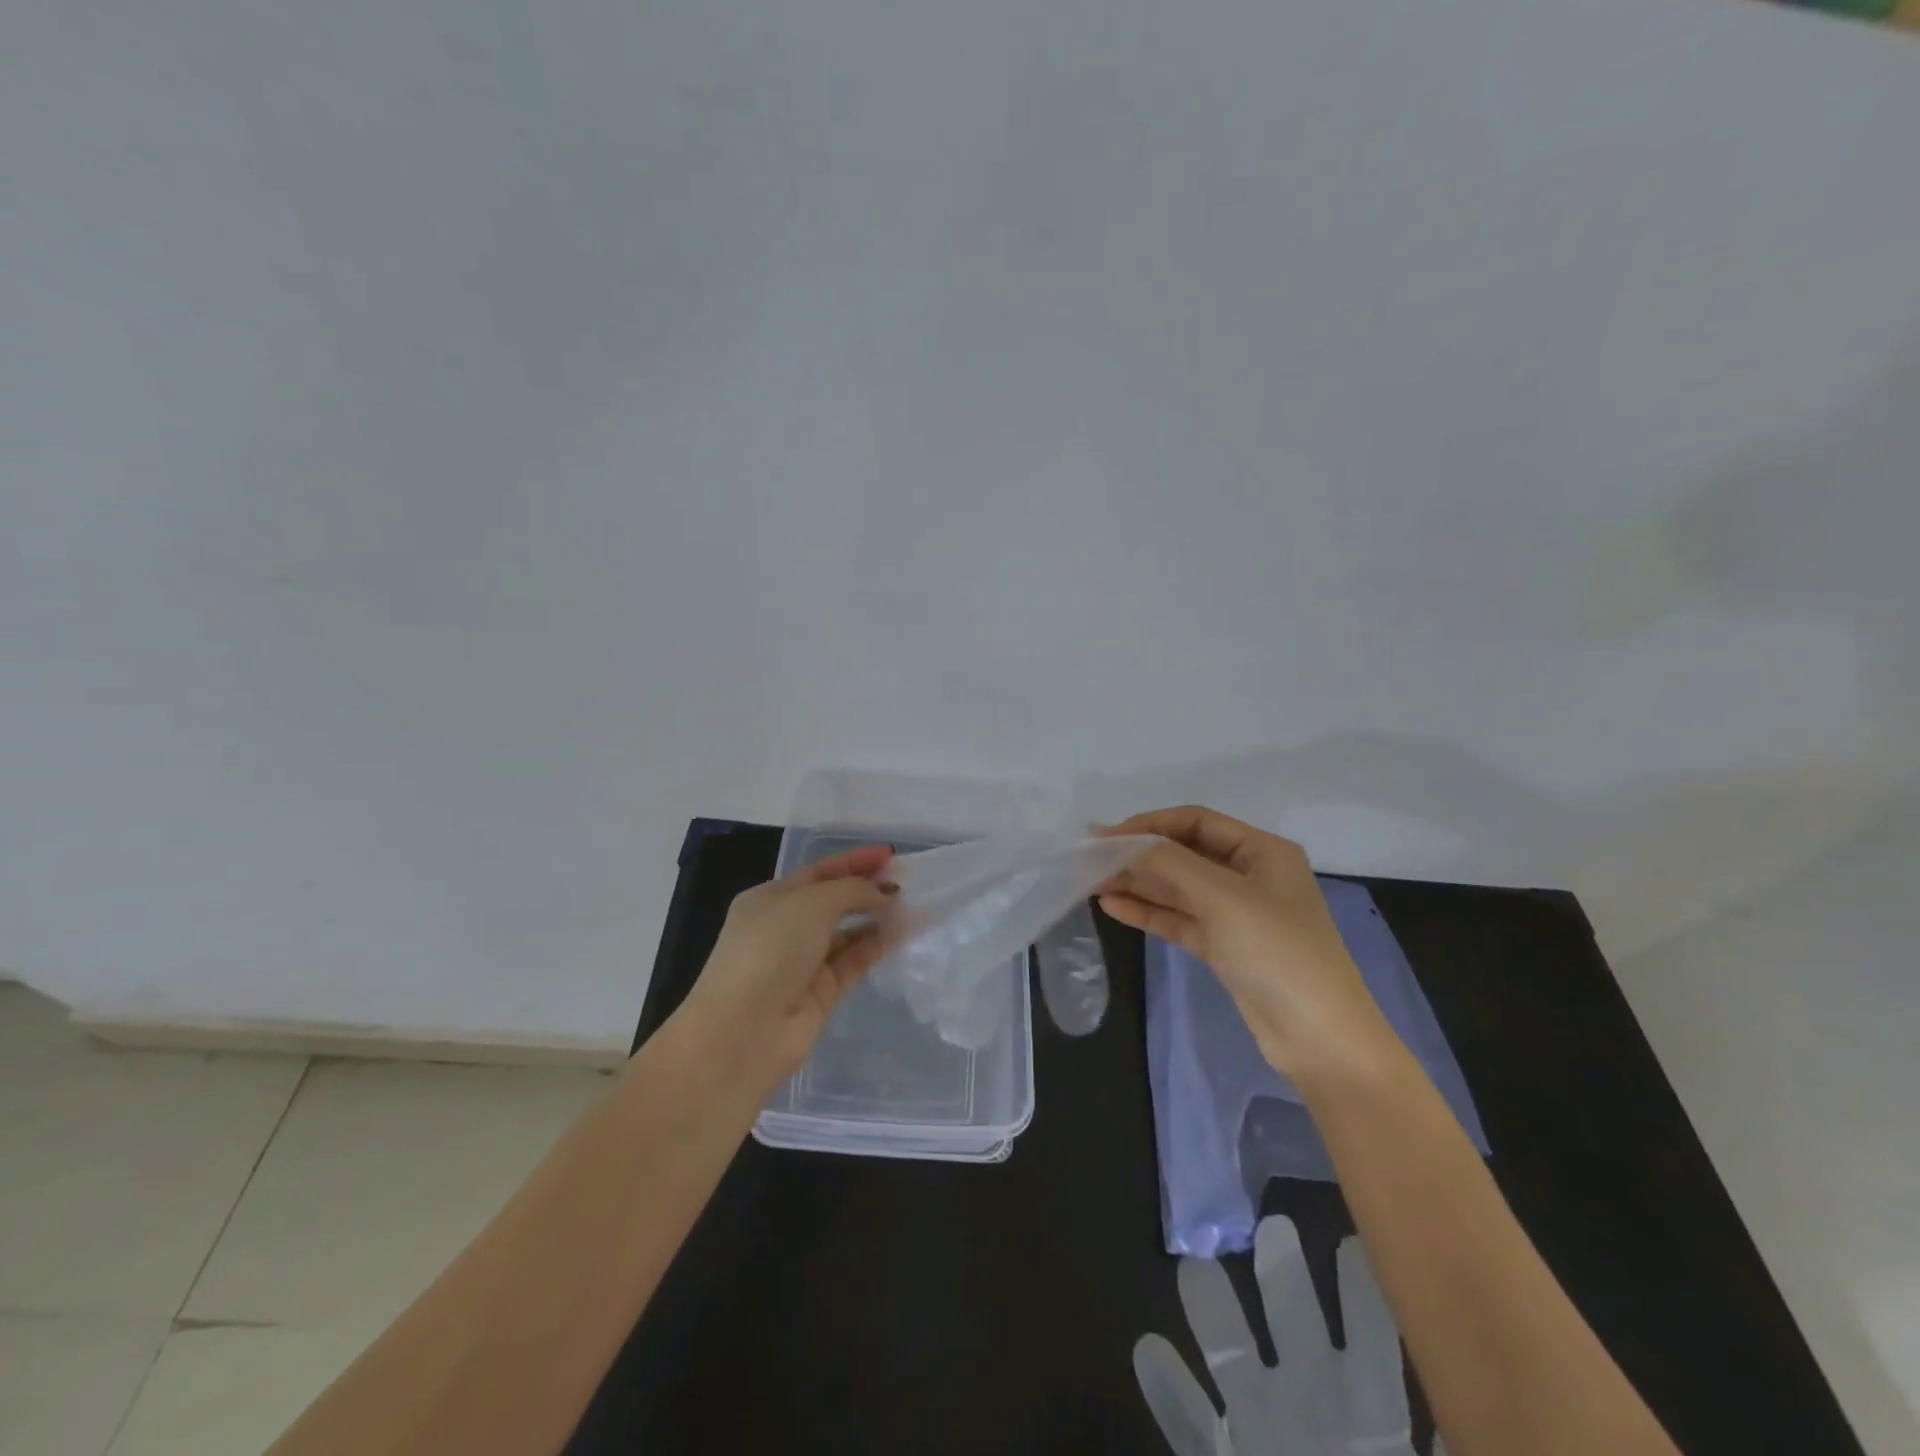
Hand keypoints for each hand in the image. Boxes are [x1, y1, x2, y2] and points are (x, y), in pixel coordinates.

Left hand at [671, 845, 899, 1096]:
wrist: (744, 1029)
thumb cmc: (771, 948)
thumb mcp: (813, 903)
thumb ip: (854, 891)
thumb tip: (885, 893)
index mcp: (769, 899)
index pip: (818, 872)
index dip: (853, 861)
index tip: (889, 855)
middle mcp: (783, 929)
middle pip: (832, 902)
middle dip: (866, 890)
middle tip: (905, 882)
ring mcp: (801, 964)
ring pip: (846, 934)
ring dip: (875, 919)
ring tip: (911, 907)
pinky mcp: (820, 995)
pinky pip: (852, 963)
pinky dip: (874, 947)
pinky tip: (899, 934)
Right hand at [1097, 806, 1397, 1086]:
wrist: (1320, 1040)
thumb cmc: (1278, 952)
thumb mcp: (1222, 897)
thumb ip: (1168, 864)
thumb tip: (1118, 842)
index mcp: (1262, 851)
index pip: (1195, 821)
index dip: (1149, 824)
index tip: (1106, 836)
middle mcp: (1249, 875)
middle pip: (1183, 854)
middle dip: (1138, 855)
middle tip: (1090, 860)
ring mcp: (1236, 914)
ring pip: (1177, 889)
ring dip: (1138, 884)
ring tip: (1092, 883)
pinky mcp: (1224, 947)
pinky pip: (1179, 919)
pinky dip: (1148, 912)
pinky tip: (1113, 906)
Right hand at [1133, 1216, 1429, 1455]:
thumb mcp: (1411, 1450)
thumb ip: (1446, 1447)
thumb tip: (1423, 1407)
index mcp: (1370, 1415)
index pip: (1369, 1344)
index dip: (1359, 1299)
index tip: (1348, 1246)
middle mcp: (1313, 1405)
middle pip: (1296, 1328)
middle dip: (1286, 1281)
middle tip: (1275, 1230)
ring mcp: (1261, 1424)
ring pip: (1235, 1358)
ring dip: (1217, 1316)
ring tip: (1198, 1270)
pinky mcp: (1222, 1450)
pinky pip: (1187, 1423)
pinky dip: (1168, 1393)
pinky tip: (1149, 1353)